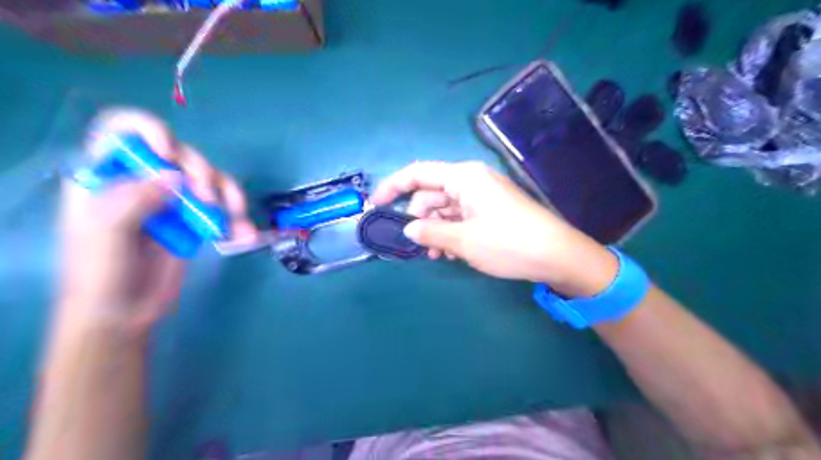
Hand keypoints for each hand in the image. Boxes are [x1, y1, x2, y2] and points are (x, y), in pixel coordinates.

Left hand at [57, 110, 254, 332]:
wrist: (125, 313)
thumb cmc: (100, 273)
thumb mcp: (105, 235)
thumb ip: (133, 200)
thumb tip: (175, 177)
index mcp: (107, 176)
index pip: (121, 130)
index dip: (148, 130)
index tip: (168, 154)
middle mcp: (143, 181)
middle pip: (181, 154)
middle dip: (201, 171)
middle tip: (205, 199)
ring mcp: (173, 201)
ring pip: (210, 178)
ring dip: (228, 194)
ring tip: (234, 217)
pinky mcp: (196, 220)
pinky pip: (224, 207)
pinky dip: (238, 219)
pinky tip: (245, 234)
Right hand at [373, 162, 614, 296]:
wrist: (558, 255)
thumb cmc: (508, 243)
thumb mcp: (463, 240)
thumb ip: (430, 232)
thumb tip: (408, 230)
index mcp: (463, 177)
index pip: (418, 173)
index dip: (392, 187)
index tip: (375, 205)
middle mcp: (471, 180)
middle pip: (430, 193)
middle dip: (418, 218)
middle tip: (414, 245)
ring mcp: (482, 196)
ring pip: (445, 208)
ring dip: (435, 229)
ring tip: (436, 255)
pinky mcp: (491, 210)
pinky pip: (460, 216)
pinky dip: (450, 232)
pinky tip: (449, 252)